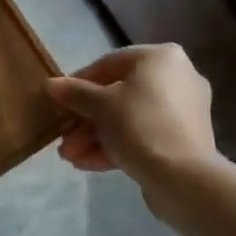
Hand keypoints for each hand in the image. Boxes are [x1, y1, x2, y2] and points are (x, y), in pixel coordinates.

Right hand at [46, 44, 216, 181]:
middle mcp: (178, 77)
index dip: (80, 82)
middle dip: (87, 119)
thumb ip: (75, 93)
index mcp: (161, 58)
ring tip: (70, 157)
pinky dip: (118, 146)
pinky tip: (87, 164)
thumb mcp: (100, 106)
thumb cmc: (139, 125)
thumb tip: (51, 85)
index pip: (110, 63)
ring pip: (130, 119)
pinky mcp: (185, 141)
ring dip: (97, 136)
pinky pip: (145, 136)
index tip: (60, 101)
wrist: (183, 178)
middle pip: (120, 94)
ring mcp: (184, 111)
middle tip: (64, 137)